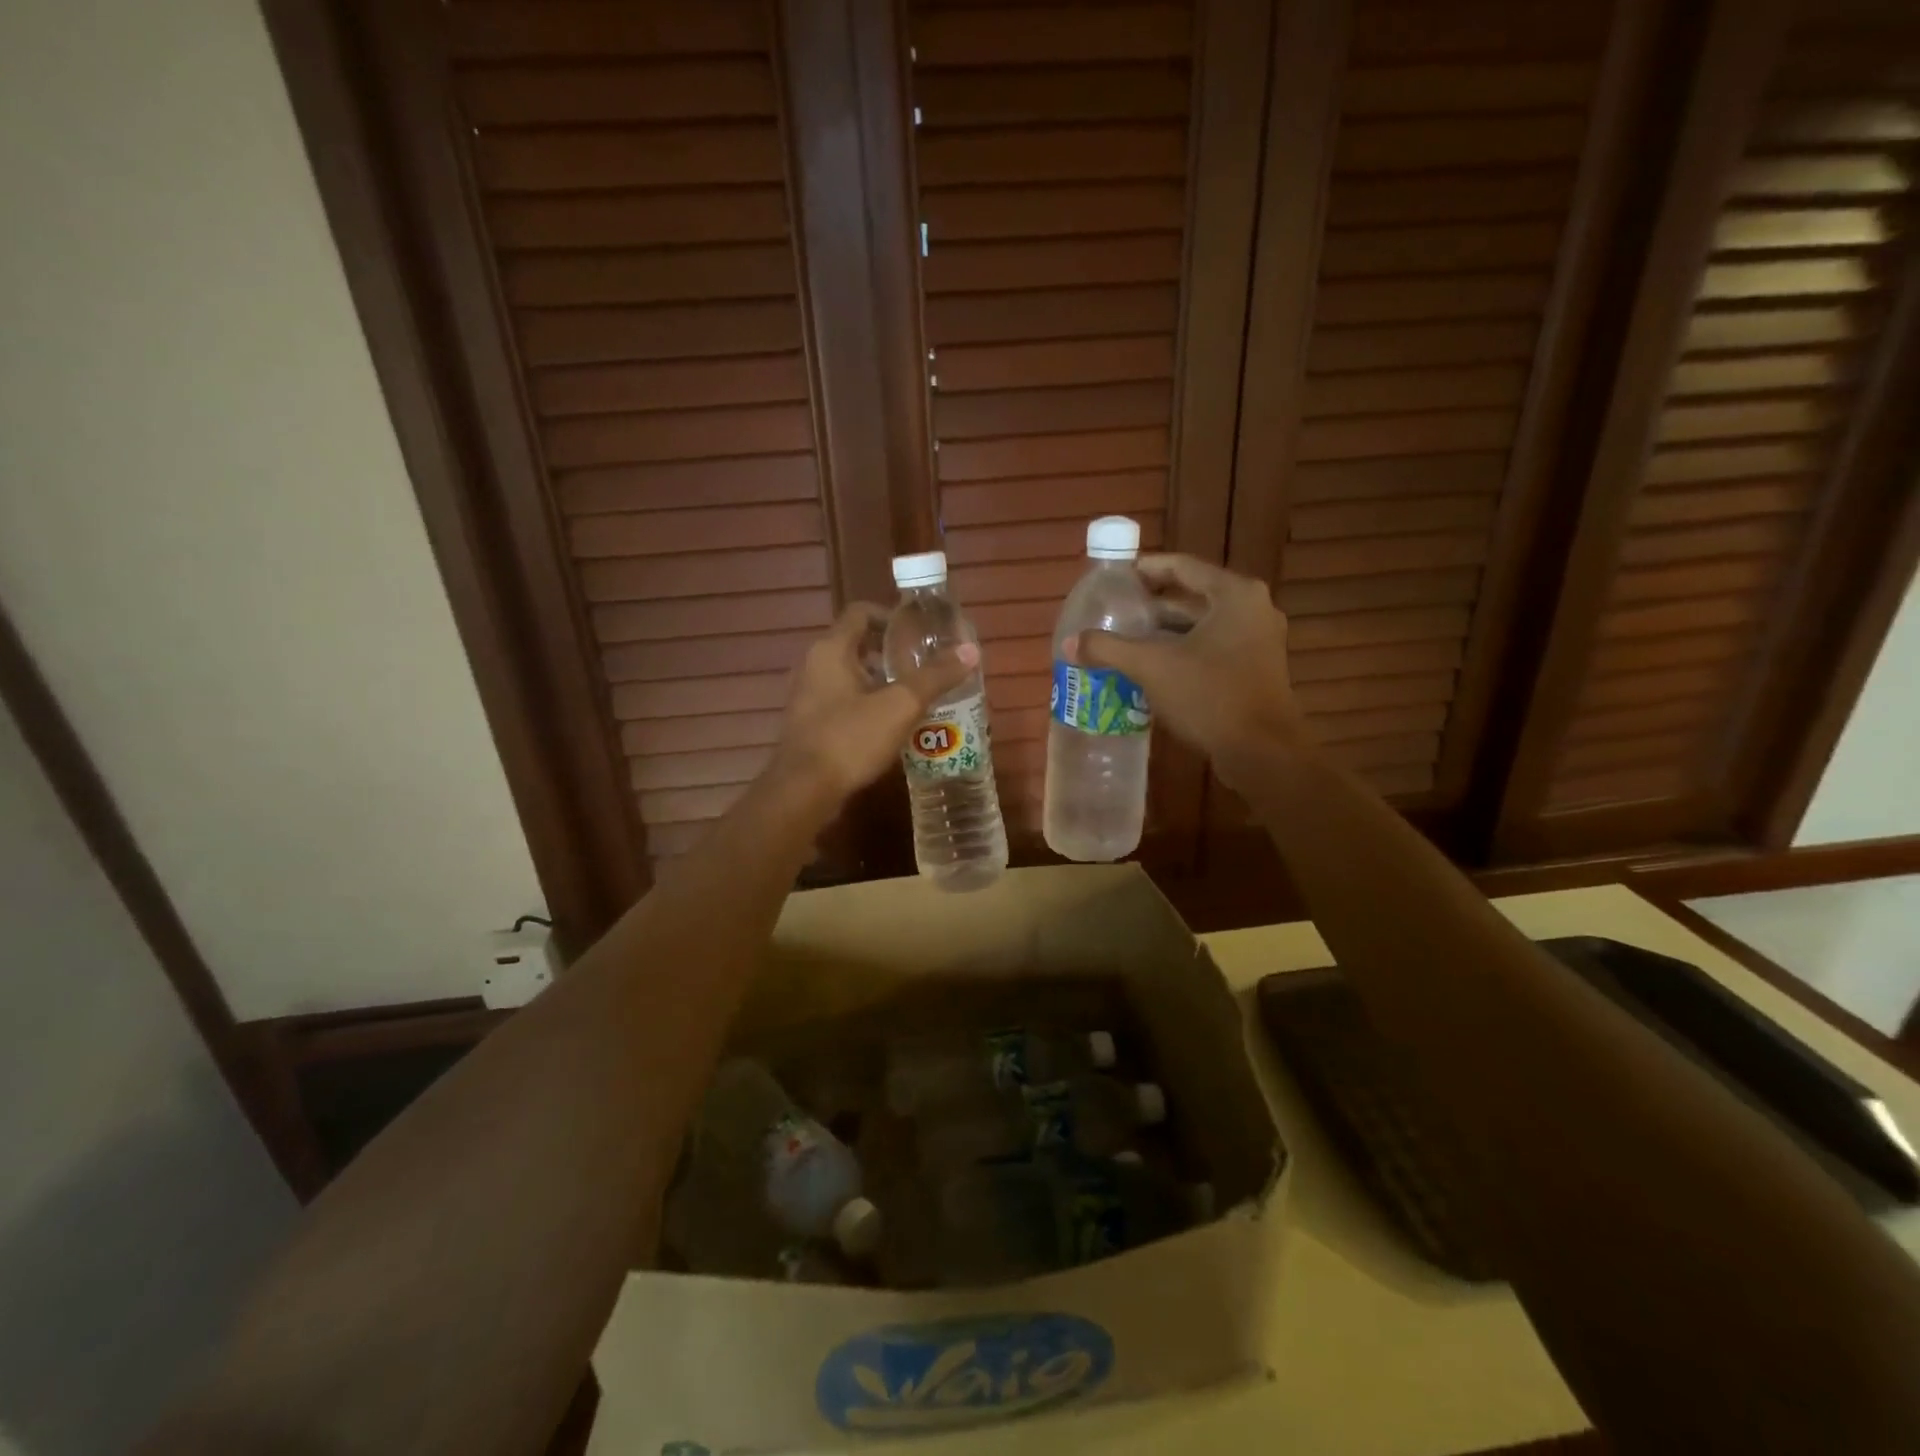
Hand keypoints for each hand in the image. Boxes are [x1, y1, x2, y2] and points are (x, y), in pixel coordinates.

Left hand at [772, 603, 977, 804]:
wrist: (803, 791)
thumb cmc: (850, 739)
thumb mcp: (900, 706)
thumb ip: (935, 677)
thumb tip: (971, 651)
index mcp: (831, 650)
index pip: (861, 612)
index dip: (892, 617)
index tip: (920, 634)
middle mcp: (813, 666)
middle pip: (856, 645)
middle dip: (892, 654)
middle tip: (924, 667)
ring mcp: (807, 697)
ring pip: (850, 676)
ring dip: (881, 682)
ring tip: (915, 697)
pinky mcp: (809, 724)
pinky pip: (842, 703)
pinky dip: (867, 705)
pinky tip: (891, 726)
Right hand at [1069, 555, 1304, 784]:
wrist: (1263, 752)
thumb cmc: (1210, 696)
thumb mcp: (1152, 667)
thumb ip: (1109, 649)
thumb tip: (1070, 643)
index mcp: (1234, 595)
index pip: (1182, 567)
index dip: (1145, 569)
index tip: (1115, 577)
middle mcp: (1252, 610)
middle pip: (1192, 597)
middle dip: (1151, 606)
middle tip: (1114, 611)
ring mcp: (1258, 641)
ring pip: (1201, 626)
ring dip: (1165, 632)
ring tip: (1125, 639)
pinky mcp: (1255, 670)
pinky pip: (1211, 649)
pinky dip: (1182, 652)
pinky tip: (1152, 668)